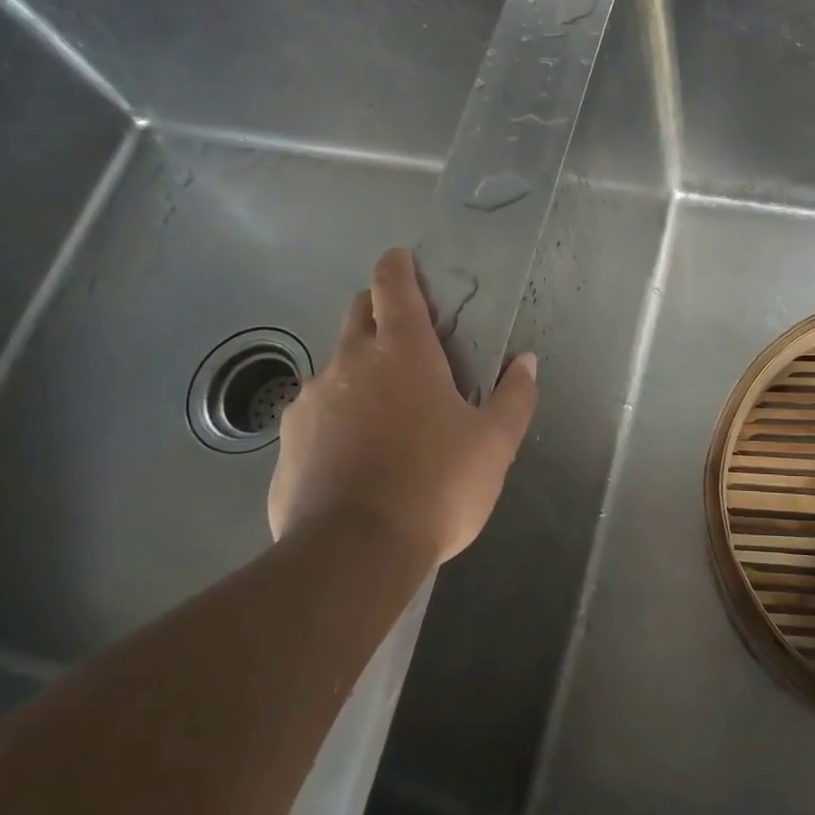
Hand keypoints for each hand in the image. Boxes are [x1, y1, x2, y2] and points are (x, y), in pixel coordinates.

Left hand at [267, 248, 538, 563]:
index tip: (404, 260)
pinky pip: (316, 412)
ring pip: (336, 365)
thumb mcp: (493, 446)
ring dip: (360, 371)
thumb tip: (526, 362)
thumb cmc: (435, 486)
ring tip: (386, 413)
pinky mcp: (288, 440)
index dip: (398, 265)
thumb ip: (514, 397)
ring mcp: (311, 400)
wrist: (352, 554)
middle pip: (358, 312)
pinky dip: (337, 417)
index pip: (392, 284)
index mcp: (402, 352)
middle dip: (379, 309)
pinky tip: (354, 456)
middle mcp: (349, 362)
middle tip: (409, 339)